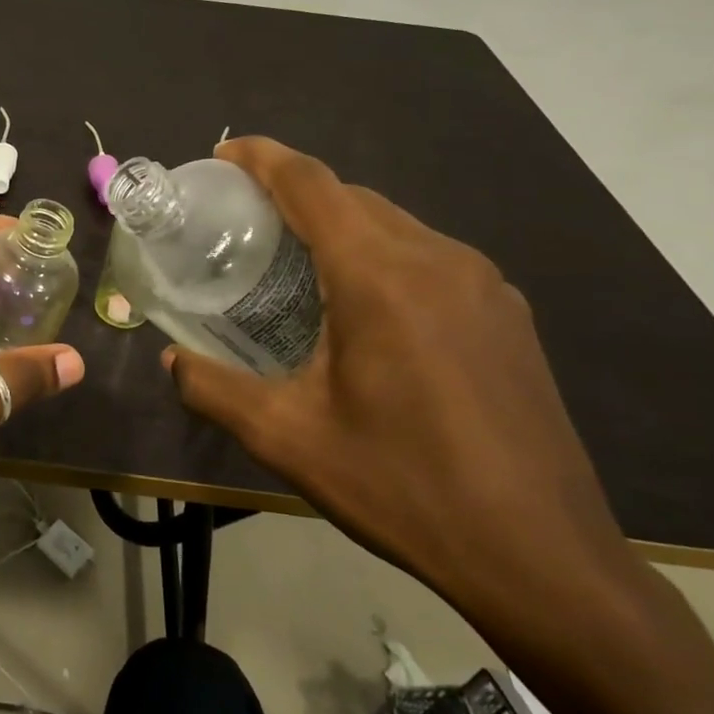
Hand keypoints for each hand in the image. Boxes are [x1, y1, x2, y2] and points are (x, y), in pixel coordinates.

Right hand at [164, 138, 637, 622]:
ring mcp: (483, 283)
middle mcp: (437, 259)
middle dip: (294, 192)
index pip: (311, 183)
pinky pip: (428, 254)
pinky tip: (363, 304)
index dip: (262, 158)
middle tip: (244, 219)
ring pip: (393, 223)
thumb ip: (214, 389)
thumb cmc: (402, 488)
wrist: (542, 558)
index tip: (222, 154)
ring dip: (339, 224)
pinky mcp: (507, 313)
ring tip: (295, 259)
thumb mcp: (288, 439)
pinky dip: (380, 253)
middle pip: (352, 196)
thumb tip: (171, 361)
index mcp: (379, 276)